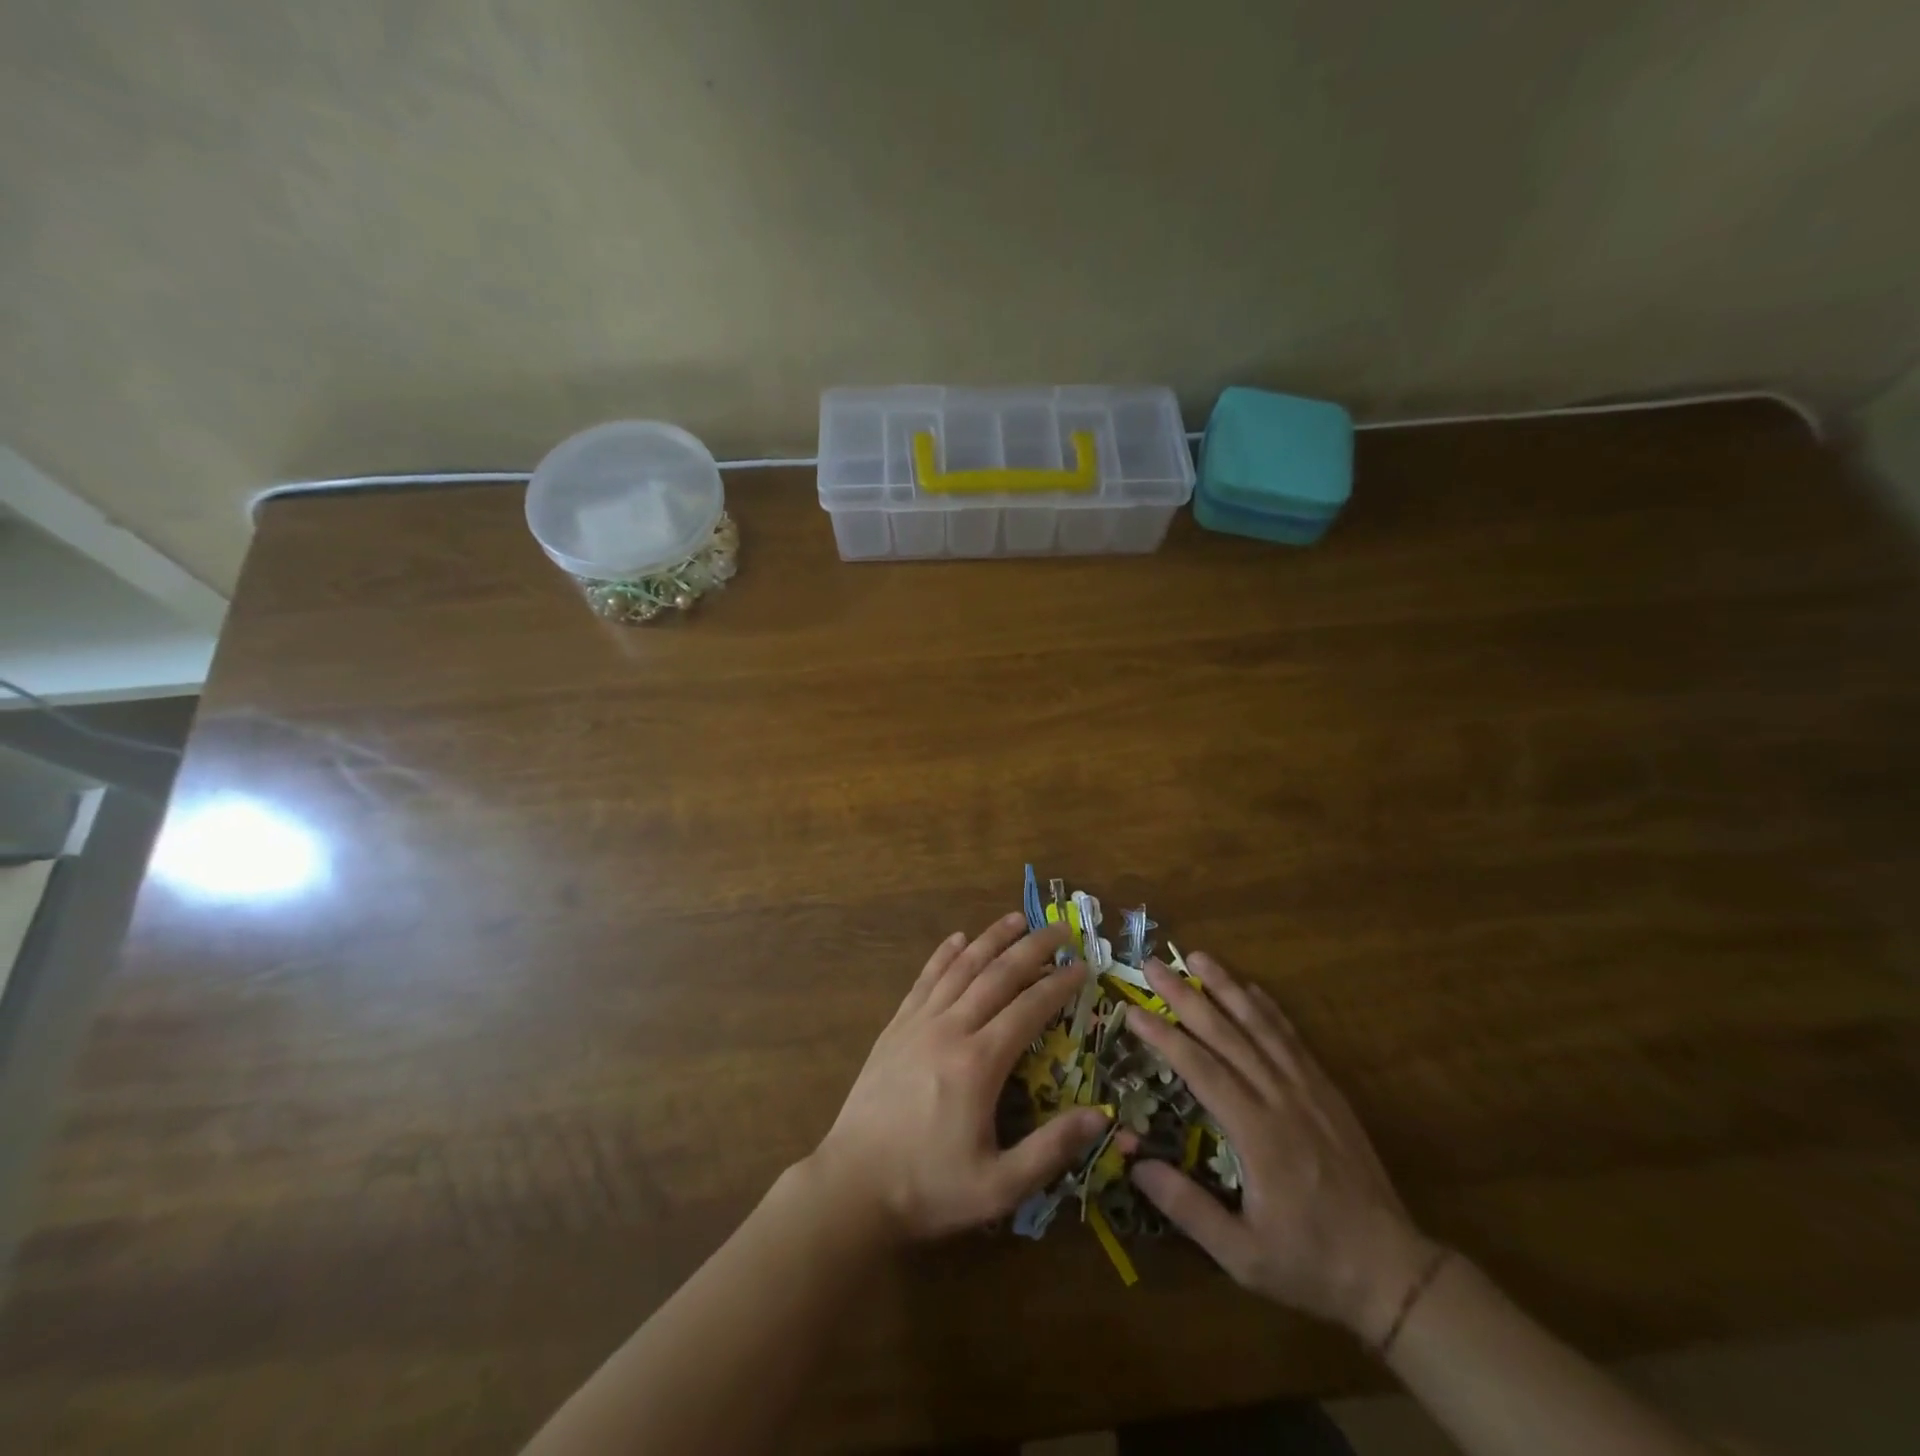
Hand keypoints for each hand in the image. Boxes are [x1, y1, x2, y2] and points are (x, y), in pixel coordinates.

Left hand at [808, 915, 1111, 1242]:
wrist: (852, 1187)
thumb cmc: (928, 1187)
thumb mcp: (999, 1186)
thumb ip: (1051, 1149)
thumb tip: (1100, 1116)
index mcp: (979, 1063)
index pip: (1029, 1008)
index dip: (1059, 985)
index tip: (1083, 966)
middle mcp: (950, 1029)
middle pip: (997, 975)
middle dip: (1032, 948)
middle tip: (1058, 928)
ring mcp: (918, 1024)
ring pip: (961, 968)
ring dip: (990, 939)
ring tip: (1015, 918)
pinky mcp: (895, 1028)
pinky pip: (924, 980)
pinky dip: (943, 955)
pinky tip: (957, 939)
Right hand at [1124, 952, 1440, 1344]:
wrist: (1391, 1271)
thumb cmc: (1309, 1263)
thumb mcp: (1242, 1256)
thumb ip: (1188, 1209)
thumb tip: (1134, 1164)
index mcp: (1257, 1134)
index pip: (1201, 1069)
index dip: (1164, 1036)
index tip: (1133, 1010)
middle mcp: (1281, 1099)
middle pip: (1227, 1034)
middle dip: (1185, 996)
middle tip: (1153, 964)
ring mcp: (1308, 1090)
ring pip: (1261, 1026)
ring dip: (1226, 987)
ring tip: (1197, 957)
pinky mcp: (1327, 1091)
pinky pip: (1293, 1039)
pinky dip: (1269, 1009)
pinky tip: (1250, 988)